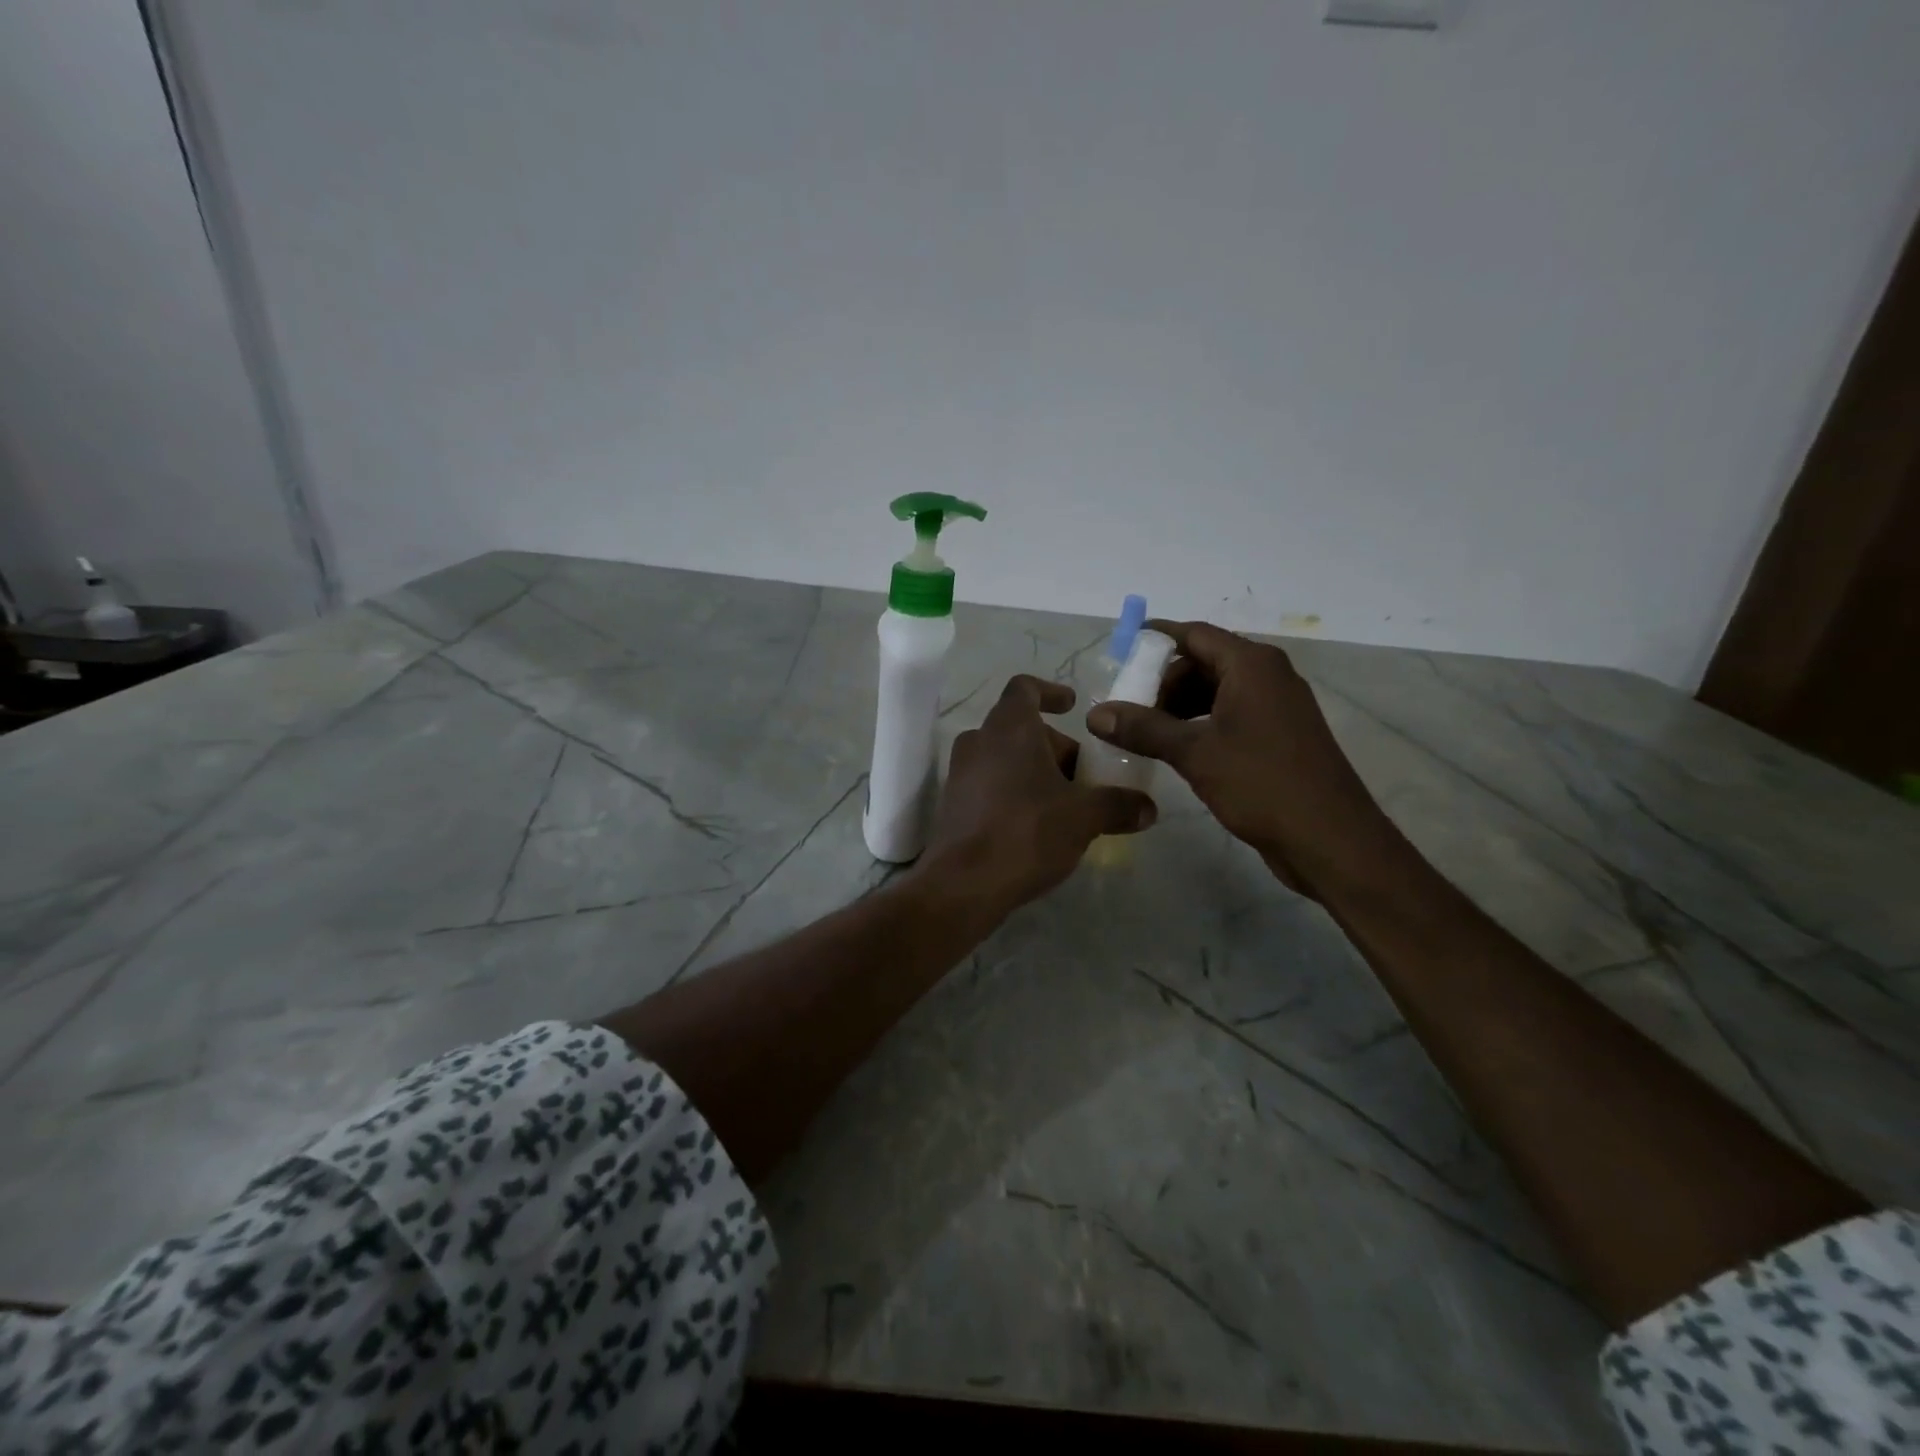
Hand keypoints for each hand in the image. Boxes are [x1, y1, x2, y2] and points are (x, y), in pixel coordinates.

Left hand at [918, 675, 1156, 915]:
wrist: (964, 884)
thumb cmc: (1027, 832)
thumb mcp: (1084, 817)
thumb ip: (1118, 805)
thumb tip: (1148, 807)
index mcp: (1009, 727)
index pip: (1025, 688)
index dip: (1050, 692)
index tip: (1072, 706)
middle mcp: (979, 741)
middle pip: (1020, 728)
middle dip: (1055, 748)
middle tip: (1085, 777)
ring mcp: (960, 772)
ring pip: (1005, 757)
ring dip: (1036, 772)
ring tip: (1067, 804)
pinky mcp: (953, 804)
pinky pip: (990, 784)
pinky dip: (1015, 791)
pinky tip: (1038, 825)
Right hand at [1085, 621, 1390, 896]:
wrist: (1331, 840)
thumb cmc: (1263, 784)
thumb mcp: (1195, 753)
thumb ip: (1144, 728)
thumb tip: (1095, 714)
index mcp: (1252, 665)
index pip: (1194, 635)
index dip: (1154, 639)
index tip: (1119, 652)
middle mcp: (1268, 676)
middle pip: (1204, 661)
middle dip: (1163, 681)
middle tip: (1128, 708)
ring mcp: (1276, 707)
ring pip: (1216, 690)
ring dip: (1179, 706)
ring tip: (1145, 733)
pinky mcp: (1278, 736)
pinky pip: (1230, 715)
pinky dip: (1199, 724)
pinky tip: (1176, 750)